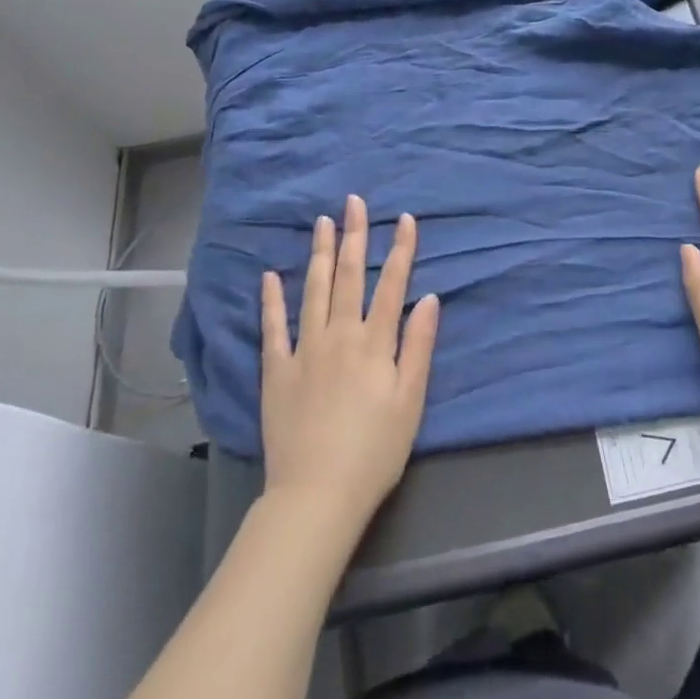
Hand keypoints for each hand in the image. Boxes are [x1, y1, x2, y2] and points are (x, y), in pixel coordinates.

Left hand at [259, 197, 439, 534]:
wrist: (316, 496)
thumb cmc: (374, 451)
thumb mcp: (411, 401)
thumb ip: (419, 346)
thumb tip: (430, 298)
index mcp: (374, 342)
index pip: (392, 284)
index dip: (400, 249)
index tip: (405, 218)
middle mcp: (339, 335)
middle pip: (348, 276)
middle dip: (354, 236)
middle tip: (353, 202)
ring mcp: (304, 351)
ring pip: (312, 291)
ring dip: (318, 254)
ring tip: (321, 222)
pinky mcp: (276, 372)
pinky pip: (273, 329)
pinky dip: (271, 300)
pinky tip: (269, 276)